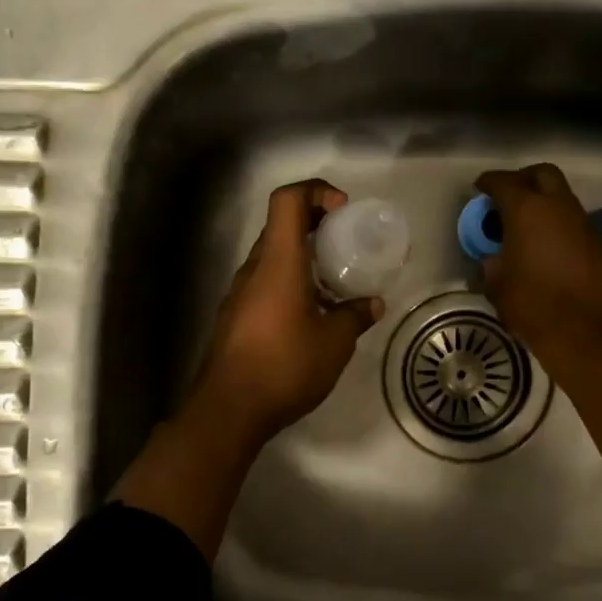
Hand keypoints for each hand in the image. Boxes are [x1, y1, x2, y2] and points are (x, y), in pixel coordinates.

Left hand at [190, 180, 384, 446]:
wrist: (229, 409)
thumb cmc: (285, 365)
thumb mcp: (334, 342)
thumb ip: (355, 316)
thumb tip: (372, 304)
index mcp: (278, 262)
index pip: (288, 200)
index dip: (316, 191)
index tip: (342, 211)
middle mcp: (254, 269)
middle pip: (281, 226)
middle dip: (316, 225)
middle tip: (347, 245)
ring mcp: (239, 293)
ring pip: (273, 258)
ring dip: (303, 259)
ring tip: (335, 285)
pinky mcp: (235, 317)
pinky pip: (265, 284)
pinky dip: (290, 284)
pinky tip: (311, 316)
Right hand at [474, 164, 601, 361]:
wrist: (586, 333)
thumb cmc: (532, 306)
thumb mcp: (497, 285)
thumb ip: (492, 263)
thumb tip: (494, 257)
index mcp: (527, 211)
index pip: (504, 182)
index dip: (489, 182)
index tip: (480, 188)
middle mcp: (559, 207)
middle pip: (543, 174)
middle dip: (524, 179)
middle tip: (509, 196)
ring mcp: (585, 223)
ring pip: (563, 198)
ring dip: (545, 203)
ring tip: (529, 226)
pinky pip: (577, 224)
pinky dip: (561, 227)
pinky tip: (552, 249)